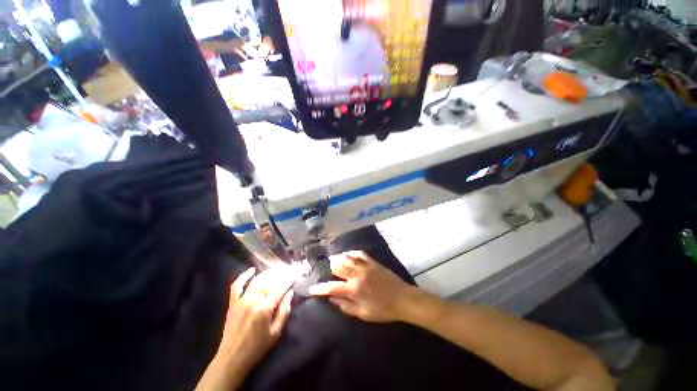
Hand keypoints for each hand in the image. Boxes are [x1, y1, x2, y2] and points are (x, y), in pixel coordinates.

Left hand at [218, 268, 294, 369]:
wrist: (232, 358)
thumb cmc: (257, 347)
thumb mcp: (276, 332)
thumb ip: (284, 311)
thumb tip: (290, 293)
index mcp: (265, 309)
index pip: (280, 288)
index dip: (288, 280)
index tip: (295, 274)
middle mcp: (253, 301)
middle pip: (269, 281)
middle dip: (280, 274)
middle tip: (287, 270)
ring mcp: (241, 300)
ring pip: (256, 280)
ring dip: (267, 273)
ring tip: (276, 270)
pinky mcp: (233, 303)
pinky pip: (237, 285)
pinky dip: (243, 276)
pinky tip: (252, 270)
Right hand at [308, 251, 418, 322]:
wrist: (402, 298)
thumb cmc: (382, 310)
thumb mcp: (363, 314)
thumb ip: (345, 306)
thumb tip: (332, 299)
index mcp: (354, 290)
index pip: (332, 287)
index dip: (320, 288)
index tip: (312, 288)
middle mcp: (357, 275)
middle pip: (338, 266)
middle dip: (331, 269)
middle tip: (330, 272)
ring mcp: (365, 266)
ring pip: (347, 257)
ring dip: (339, 259)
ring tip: (336, 261)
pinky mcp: (372, 261)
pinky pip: (359, 253)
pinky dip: (351, 253)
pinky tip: (348, 254)